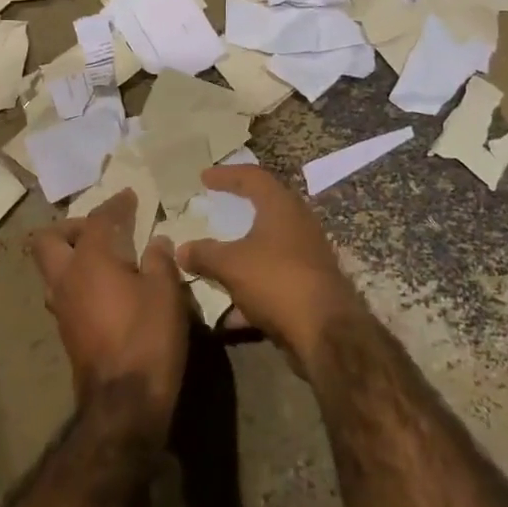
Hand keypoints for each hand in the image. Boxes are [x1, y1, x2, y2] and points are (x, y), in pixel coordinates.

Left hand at [28, 190, 189, 436]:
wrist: (125, 405)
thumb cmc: (147, 337)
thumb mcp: (166, 292)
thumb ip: (159, 260)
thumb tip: (156, 243)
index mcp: (89, 261)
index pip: (98, 219)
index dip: (116, 204)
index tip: (130, 197)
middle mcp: (66, 279)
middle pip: (49, 240)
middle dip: (72, 228)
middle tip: (103, 229)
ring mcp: (61, 309)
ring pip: (53, 270)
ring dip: (73, 257)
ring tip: (107, 259)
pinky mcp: (67, 333)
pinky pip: (65, 293)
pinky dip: (81, 282)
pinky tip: (109, 290)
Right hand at [176, 166, 364, 365]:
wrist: (326, 332)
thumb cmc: (276, 280)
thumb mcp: (231, 265)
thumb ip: (204, 254)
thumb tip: (181, 250)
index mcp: (281, 206)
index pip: (252, 177)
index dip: (226, 174)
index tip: (204, 177)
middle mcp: (298, 223)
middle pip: (266, 207)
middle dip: (240, 208)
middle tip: (218, 206)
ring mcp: (307, 255)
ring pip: (268, 245)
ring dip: (243, 252)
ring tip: (217, 257)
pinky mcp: (310, 285)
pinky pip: (273, 277)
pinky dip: (251, 286)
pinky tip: (230, 311)